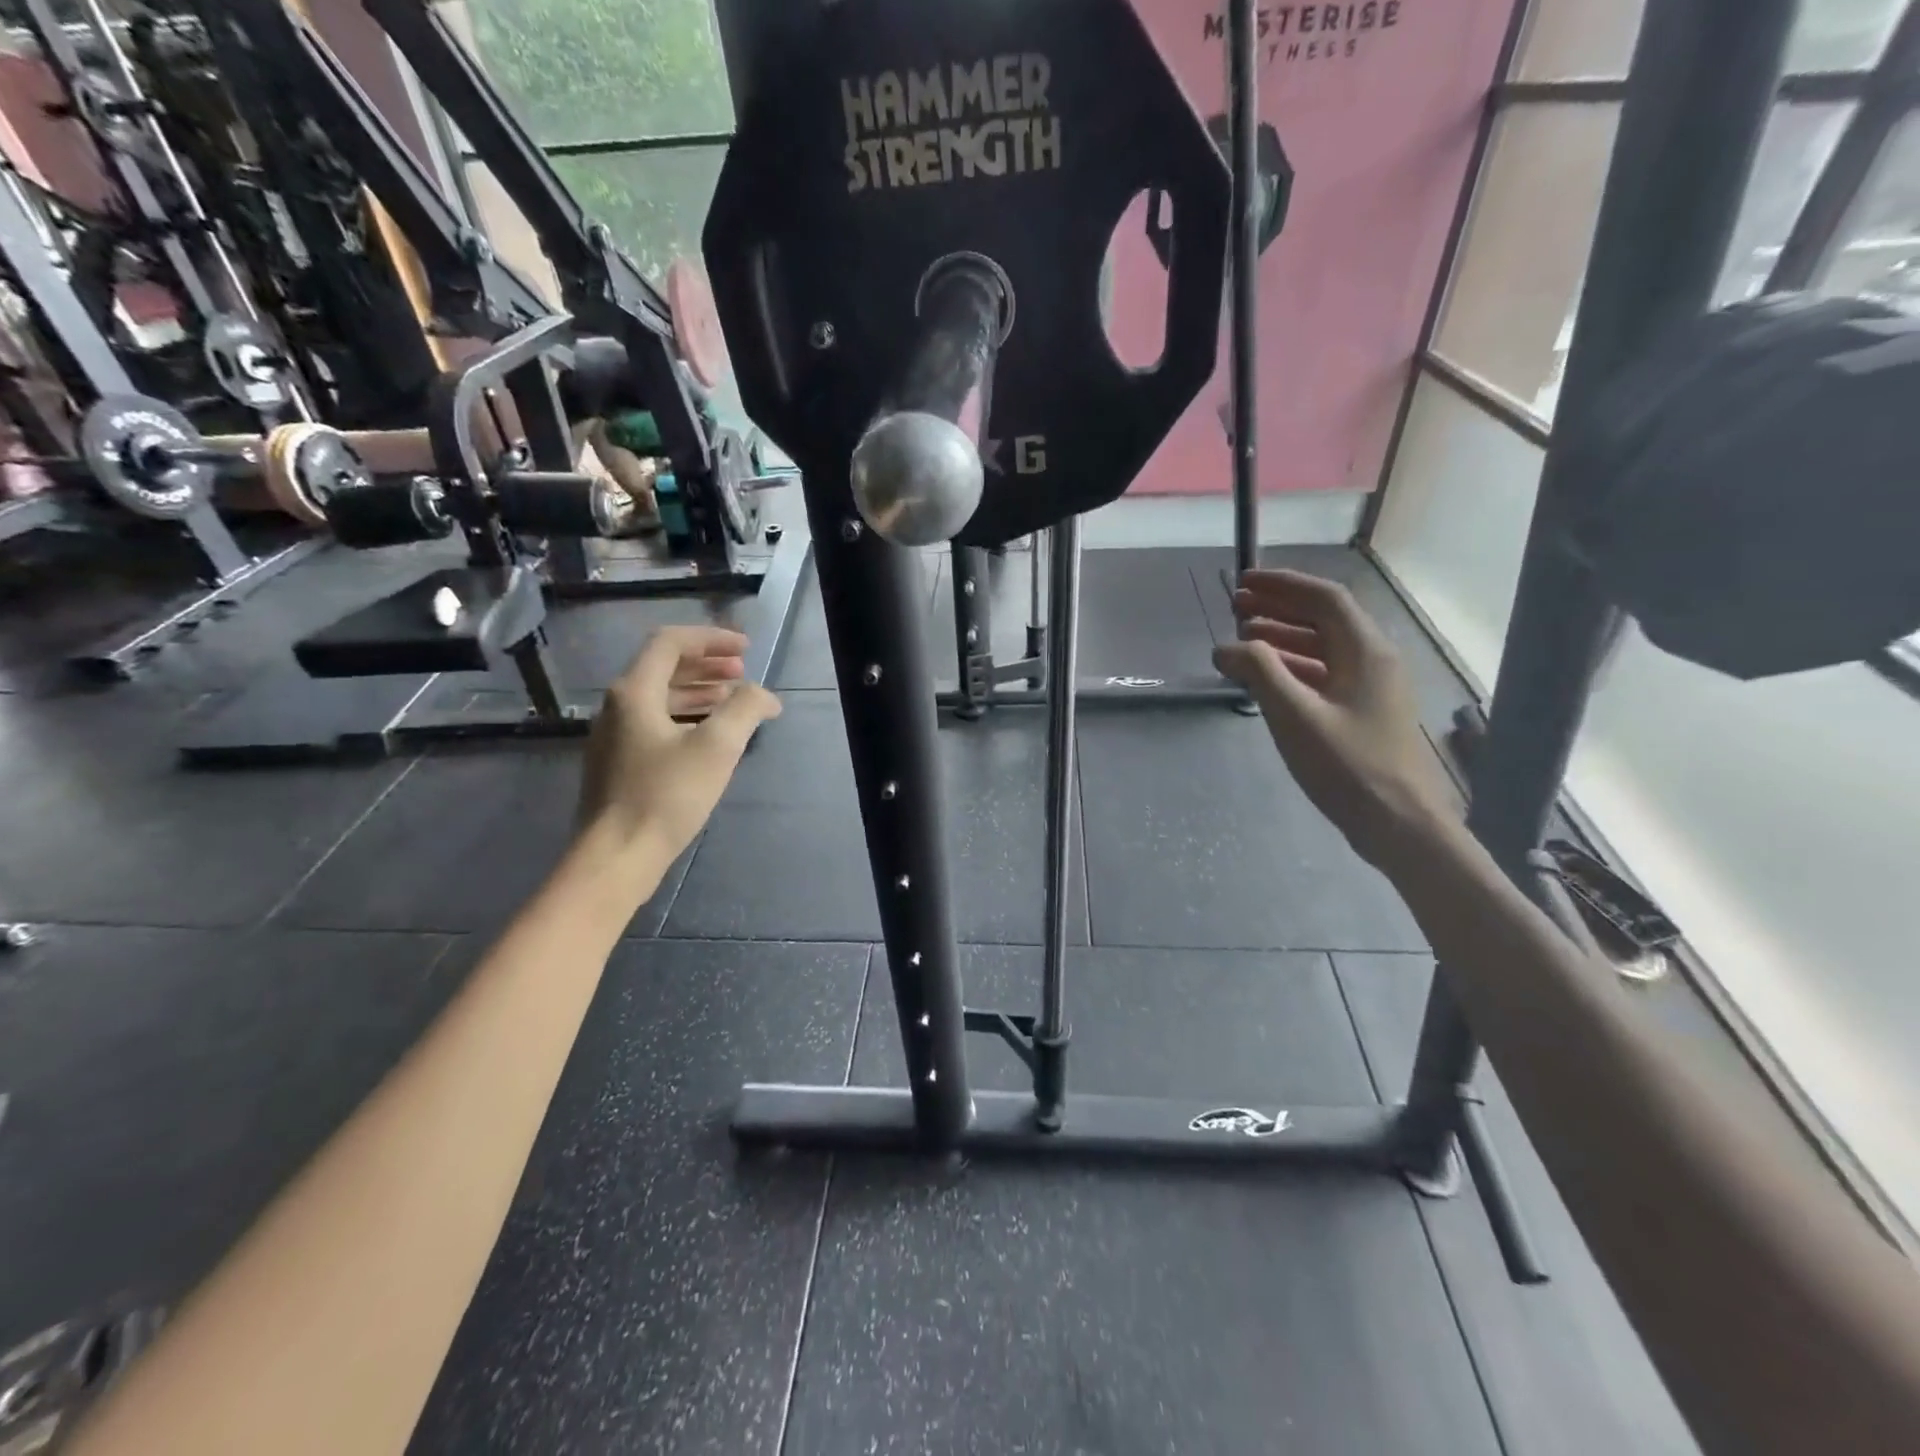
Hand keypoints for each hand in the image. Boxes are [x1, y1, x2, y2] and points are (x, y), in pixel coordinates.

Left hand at [576, 626, 781, 865]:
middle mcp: (618, 706)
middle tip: (743, 672)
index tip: (745, 649)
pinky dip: (686, 716)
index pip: (670, 643)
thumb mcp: (717, 747)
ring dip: (698, 691)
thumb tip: (764, 696)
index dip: (711, 639)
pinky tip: (708, 737)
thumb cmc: (667, 796)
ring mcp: (614, 736)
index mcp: (635, 692)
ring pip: (660, 697)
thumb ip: (745, 709)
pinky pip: (655, 722)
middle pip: (663, 667)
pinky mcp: (618, 763)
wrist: (617, 856)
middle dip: (707, 664)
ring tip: (733, 701)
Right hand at [1214, 570, 1456, 872]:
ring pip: (1324, 648)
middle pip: (1324, 619)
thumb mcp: (1295, 716)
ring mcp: (1371, 688)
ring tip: (1243, 638)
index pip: (1324, 598)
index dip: (1282, 585)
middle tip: (1236, 606)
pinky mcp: (1363, 713)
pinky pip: (1325, 674)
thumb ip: (1259, 672)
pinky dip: (1293, 667)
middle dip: (1279, 607)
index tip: (1244, 582)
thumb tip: (1227, 646)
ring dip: (1283, 637)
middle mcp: (1374, 660)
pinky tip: (1266, 679)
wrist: (1399, 823)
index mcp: (1365, 651)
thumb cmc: (1348, 766)